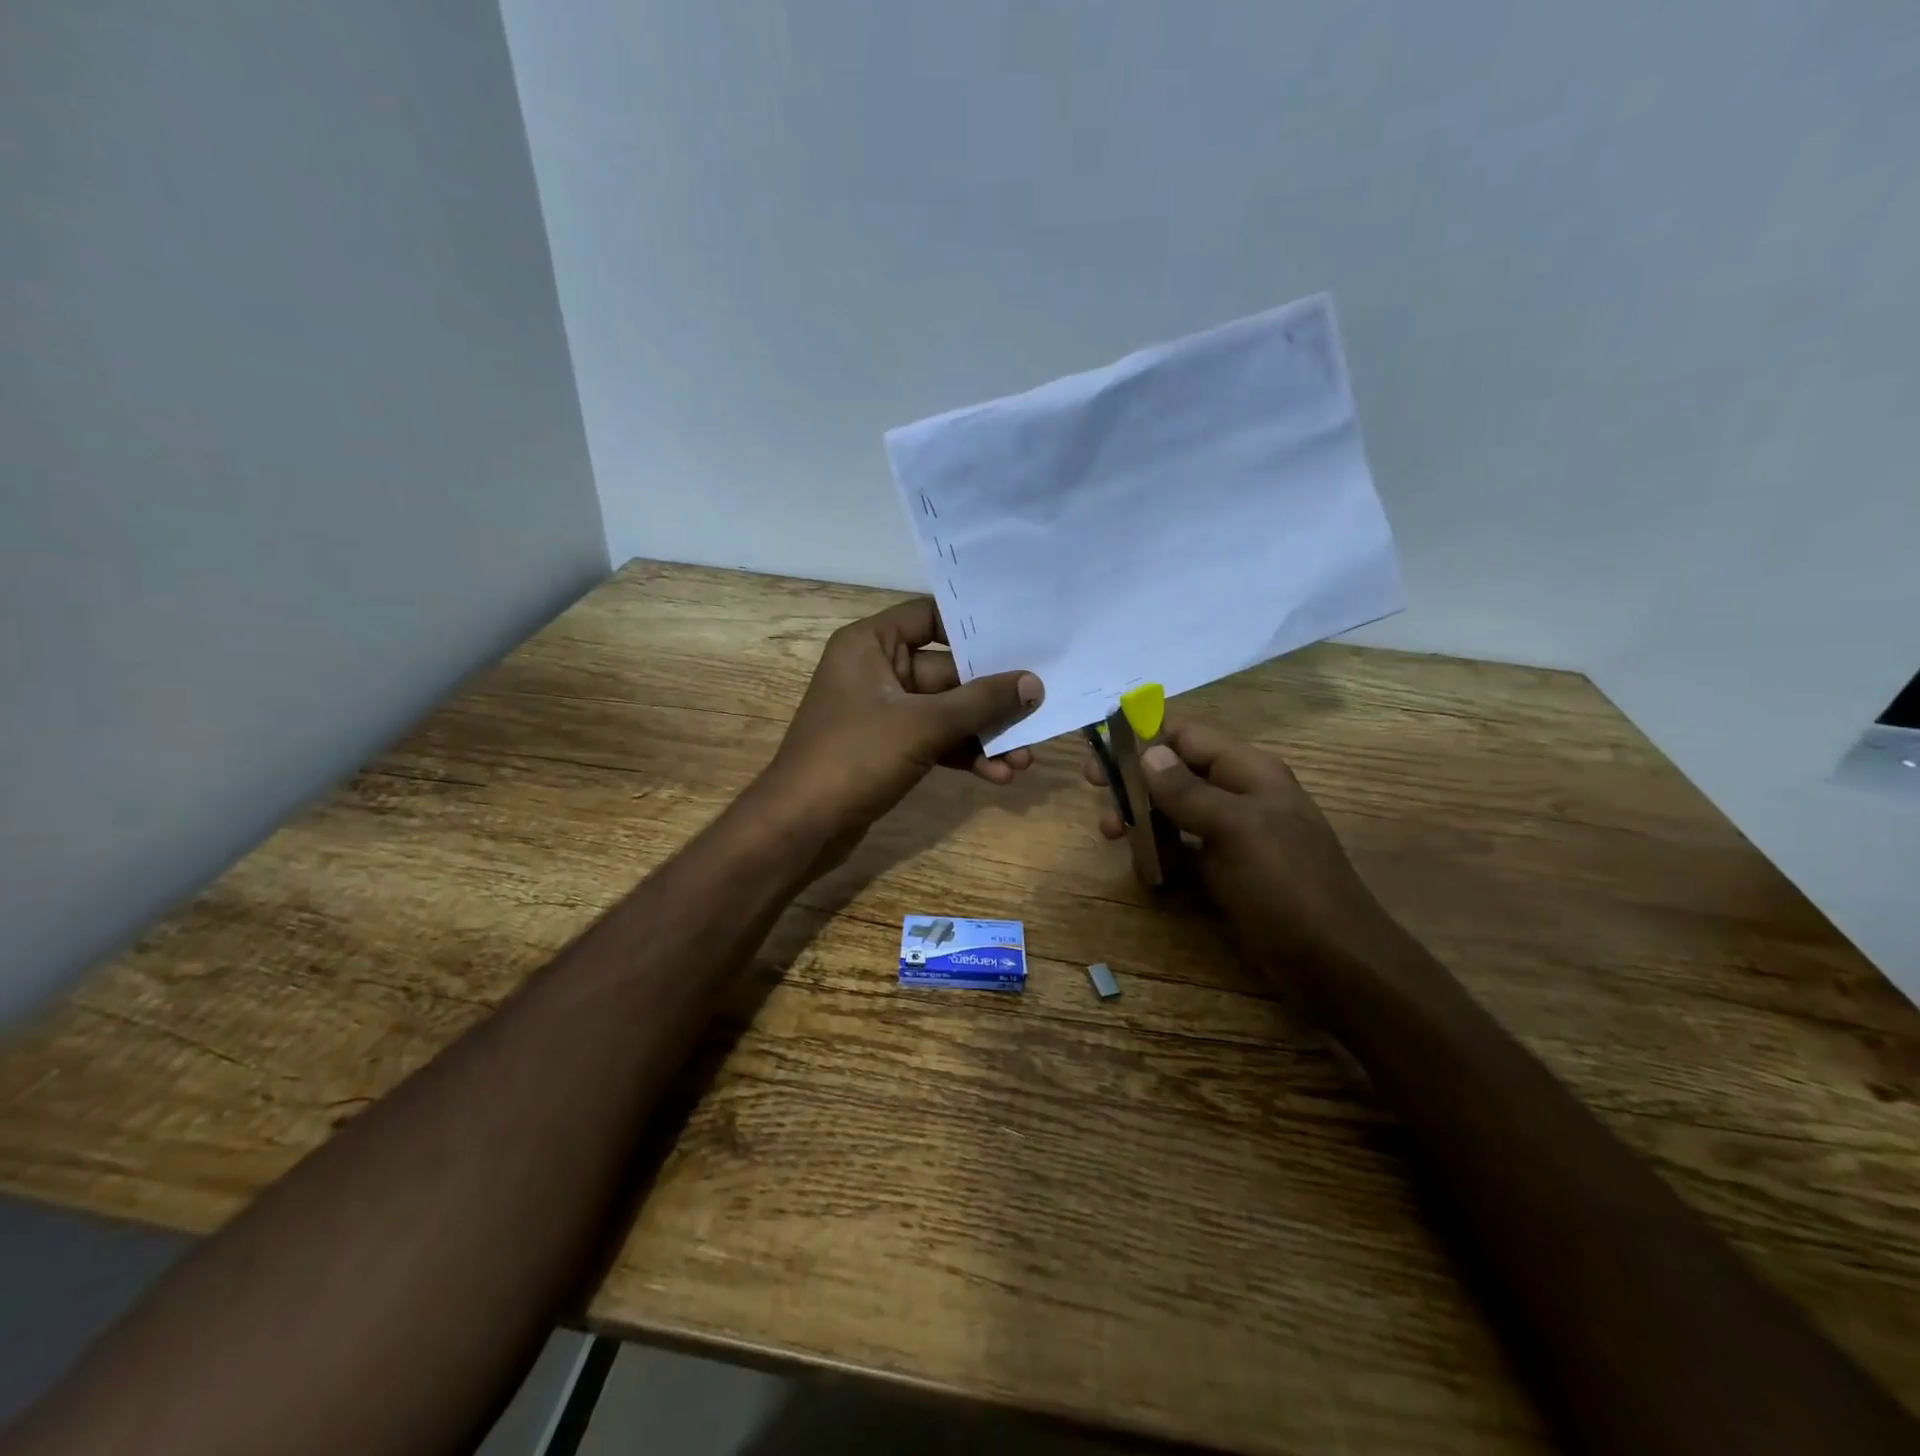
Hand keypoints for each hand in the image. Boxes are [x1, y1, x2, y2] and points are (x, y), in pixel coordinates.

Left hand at [762, 597, 1043, 840]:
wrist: (801, 827)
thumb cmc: (854, 757)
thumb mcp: (923, 724)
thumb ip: (981, 701)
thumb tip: (1034, 684)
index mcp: (871, 644)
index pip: (930, 616)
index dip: (974, 626)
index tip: (1021, 636)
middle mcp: (877, 670)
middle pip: (948, 671)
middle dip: (992, 698)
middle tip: (1039, 708)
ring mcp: (884, 711)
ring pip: (947, 711)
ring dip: (984, 733)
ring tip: (1025, 757)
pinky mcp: (890, 747)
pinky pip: (937, 739)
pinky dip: (965, 754)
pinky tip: (999, 775)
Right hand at [1085, 718, 1406, 979]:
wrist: (1336, 964)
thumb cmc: (1286, 887)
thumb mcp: (1236, 830)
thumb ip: (1188, 790)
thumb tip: (1148, 751)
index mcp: (1248, 772)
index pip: (1187, 735)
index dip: (1144, 736)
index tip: (1102, 751)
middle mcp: (1240, 795)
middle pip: (1176, 771)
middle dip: (1135, 778)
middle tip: (1096, 791)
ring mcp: (1234, 836)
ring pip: (1176, 811)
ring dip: (1142, 817)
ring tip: (1112, 834)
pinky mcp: (1228, 872)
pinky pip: (1185, 850)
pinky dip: (1161, 854)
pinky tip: (1146, 871)